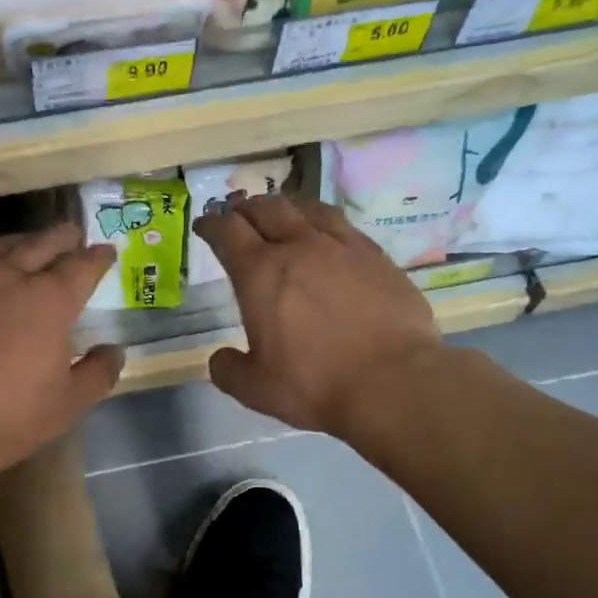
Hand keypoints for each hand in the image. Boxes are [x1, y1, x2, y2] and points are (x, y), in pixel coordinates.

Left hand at [0, 223, 124, 479]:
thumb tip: (113, 350)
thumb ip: (99, 372)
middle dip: (63, 237)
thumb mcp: (69, 404)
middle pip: (41, 243)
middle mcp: (8, 277)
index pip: (82, 266)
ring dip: (22, 242)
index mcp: (48, 300)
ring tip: (31, 245)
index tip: (106, 253)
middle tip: (73, 235)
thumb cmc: (8, 419)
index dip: (98, 257)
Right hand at [194, 194, 440, 438]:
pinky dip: (322, 222)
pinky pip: (342, 224)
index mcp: (260, 274)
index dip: (211, 224)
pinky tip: (325, 235)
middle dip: (245, 209)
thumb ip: (228, 370)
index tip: (204, 225)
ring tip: (280, 215)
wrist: (392, 381)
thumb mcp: (255, 389)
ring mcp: (342, 247)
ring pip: (307, 209)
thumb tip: (220, 358)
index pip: (227, 231)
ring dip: (285, 208)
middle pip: (266, 209)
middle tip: (237, 216)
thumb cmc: (314, 384)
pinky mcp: (376, 256)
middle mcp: (299, 248)